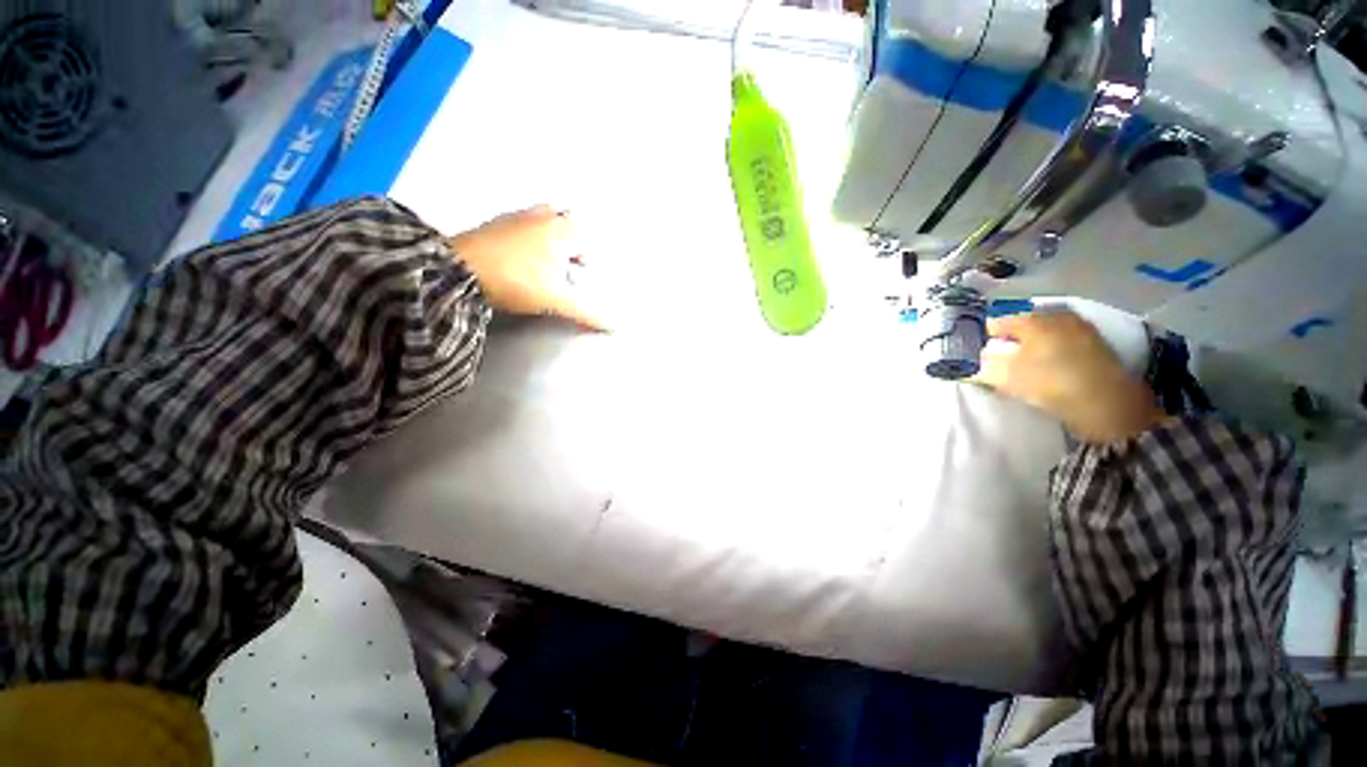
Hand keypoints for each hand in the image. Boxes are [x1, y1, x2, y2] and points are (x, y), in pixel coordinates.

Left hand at [448, 205, 606, 329]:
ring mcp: (516, 217)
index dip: (589, 255)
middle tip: (570, 261)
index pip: (587, 237)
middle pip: (566, 219)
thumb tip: (614, 326)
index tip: (585, 272)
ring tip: (547, 259)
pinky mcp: (494, 223)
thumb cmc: (515, 280)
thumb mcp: (557, 301)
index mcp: (562, 230)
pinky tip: (521, 256)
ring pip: (543, 217)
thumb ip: (587, 314)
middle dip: (572, 238)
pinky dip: (528, 234)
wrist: (459, 271)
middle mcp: (542, 217)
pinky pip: (521, 222)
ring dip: (550, 234)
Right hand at [972, 310, 1171, 443]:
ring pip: (1044, 335)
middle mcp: (1056, 316)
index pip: (996, 324)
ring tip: (1025, 368)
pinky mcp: (1097, 344)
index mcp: (1032, 319)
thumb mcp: (1004, 378)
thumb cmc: (1050, 383)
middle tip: (1000, 362)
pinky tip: (1049, 370)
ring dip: (1031, 348)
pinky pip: (1062, 344)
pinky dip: (1051, 353)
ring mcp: (1080, 328)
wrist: (1109, 404)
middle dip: (1009, 342)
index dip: (983, 339)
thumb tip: (972, 363)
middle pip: (1022, 327)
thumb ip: (981, 367)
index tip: (977, 355)